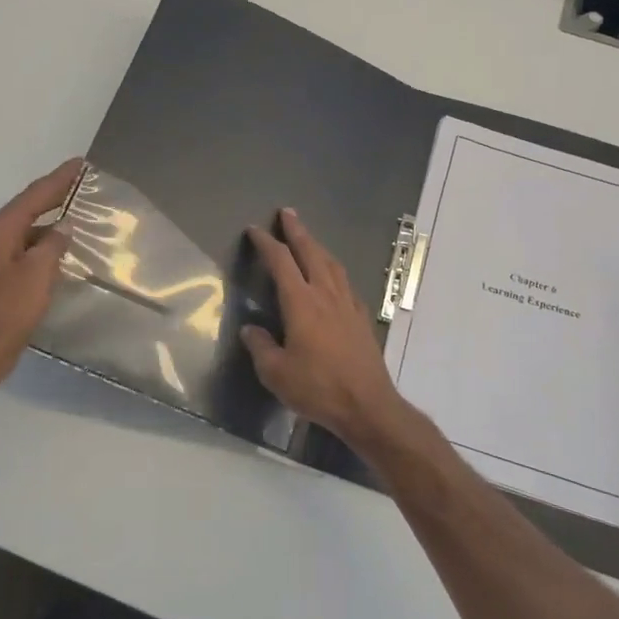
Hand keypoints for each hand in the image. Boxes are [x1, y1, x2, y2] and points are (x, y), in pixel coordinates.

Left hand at [0, 158, 81, 386]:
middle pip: (22, 209)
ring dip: (41, 223)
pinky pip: (11, 248)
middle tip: (76, 185)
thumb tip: (61, 228)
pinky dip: (32, 243)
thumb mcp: (38, 276)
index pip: (33, 196)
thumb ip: (52, 245)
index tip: (78, 163)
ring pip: (17, 231)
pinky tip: (47, 251)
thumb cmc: (8, 314)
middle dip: (49, 197)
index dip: (58, 179)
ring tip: (68, 217)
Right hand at [241, 208, 411, 452]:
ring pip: (331, 264)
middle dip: (297, 231)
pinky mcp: (361, 317)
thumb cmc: (318, 388)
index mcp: (301, 303)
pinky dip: (334, 269)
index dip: (267, 244)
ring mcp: (348, 304)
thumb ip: (261, 347)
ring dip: (318, 246)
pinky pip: (345, 281)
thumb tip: (251, 330)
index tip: (255, 230)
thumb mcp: (276, 373)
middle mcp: (326, 295)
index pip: (281, 262)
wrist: (367, 405)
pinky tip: (333, 275)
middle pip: (311, 253)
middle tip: (287, 213)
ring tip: (308, 238)